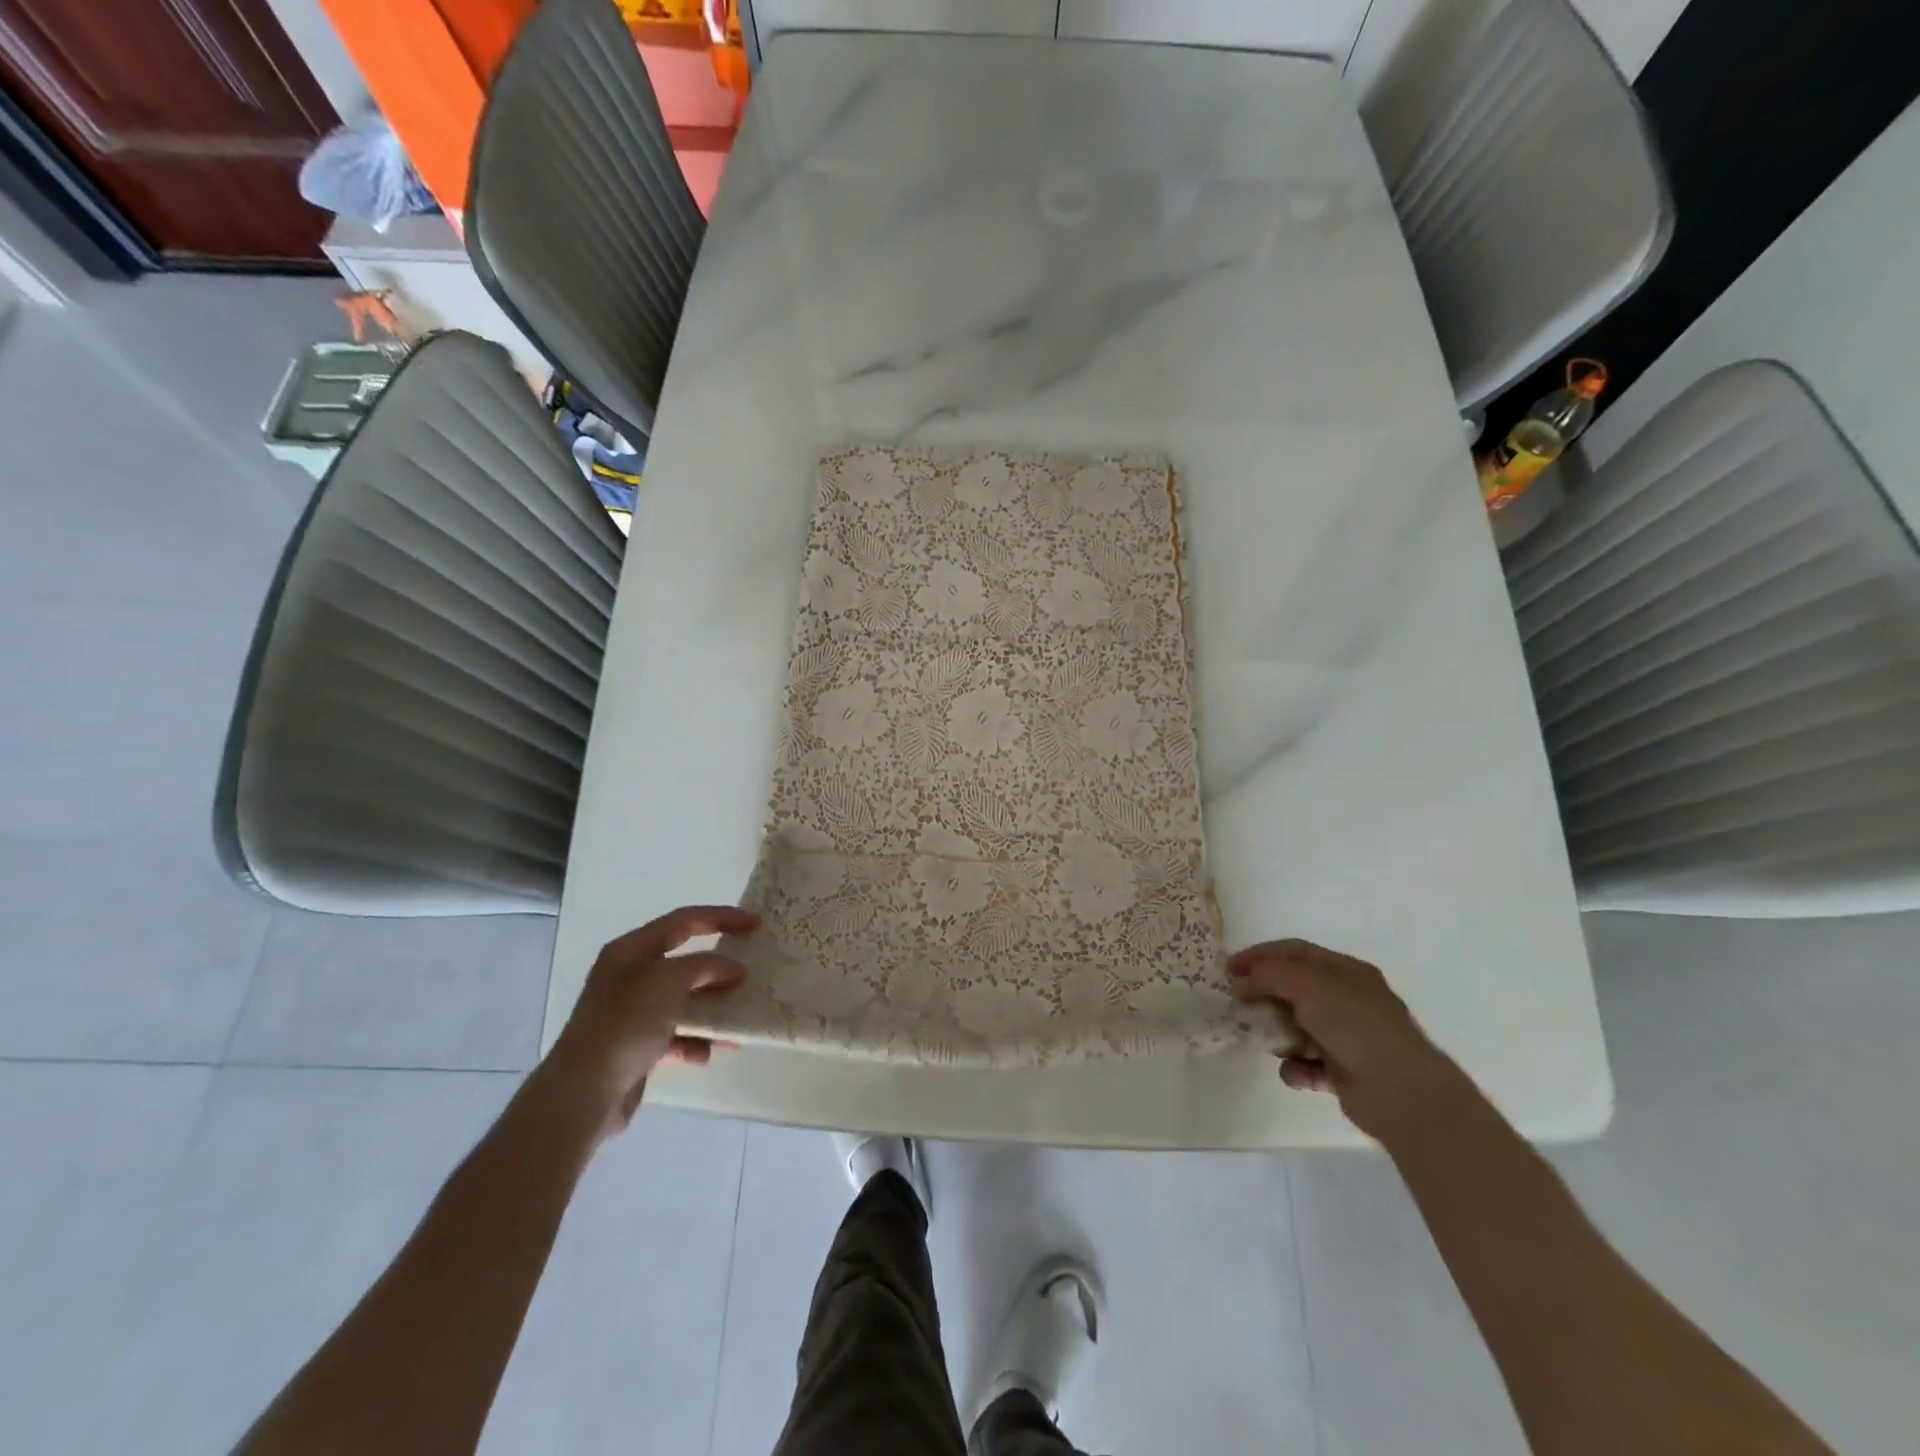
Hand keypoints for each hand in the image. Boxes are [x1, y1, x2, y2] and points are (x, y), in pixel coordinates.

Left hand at [540, 905, 757, 1141]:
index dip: (722, 917)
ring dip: (712, 1007)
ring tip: (738, 1016)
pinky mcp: (636, 1046)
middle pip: (685, 960)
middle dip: (719, 967)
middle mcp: (629, 976)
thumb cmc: (625, 1025)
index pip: (684, 920)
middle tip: (751, 970)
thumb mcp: (669, 982)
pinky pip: (676, 1034)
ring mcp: (631, 1013)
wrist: (583, 1094)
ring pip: (683, 1000)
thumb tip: (733, 969)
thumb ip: (706, 966)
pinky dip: (695, 1041)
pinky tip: (707, 1054)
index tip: (756, 924)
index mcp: (631, 951)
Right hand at [1229, 939, 1458, 1138]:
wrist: (1401, 1092)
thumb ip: (1269, 974)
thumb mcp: (1307, 984)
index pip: (1293, 952)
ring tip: (1267, 1043)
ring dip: (1278, 1035)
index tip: (1228, 969)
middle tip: (1237, 1005)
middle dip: (1264, 996)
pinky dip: (1296, 1067)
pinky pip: (1307, 1063)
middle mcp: (1346, 1000)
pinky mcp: (1344, 1072)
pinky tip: (1296, 1072)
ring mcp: (1346, 1036)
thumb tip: (1242, 981)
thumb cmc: (1355, 1025)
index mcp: (1344, 971)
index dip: (1259, 956)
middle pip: (1292, 988)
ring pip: (1297, 1027)